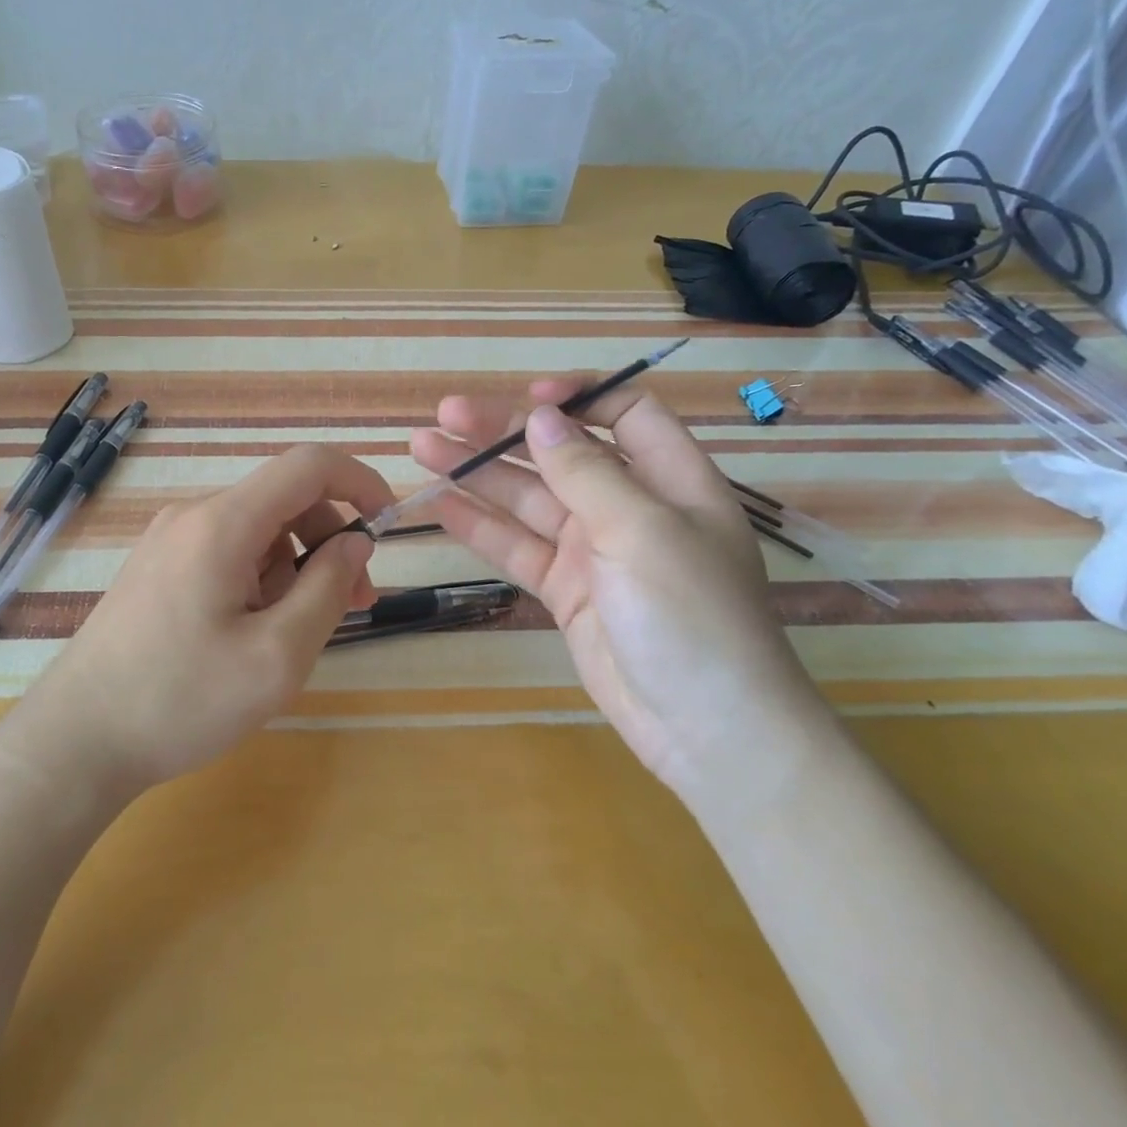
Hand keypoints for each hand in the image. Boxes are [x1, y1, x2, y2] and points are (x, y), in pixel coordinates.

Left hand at [33, 444, 389, 789]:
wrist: (75, 742)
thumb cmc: (181, 701)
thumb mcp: (277, 655)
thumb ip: (328, 588)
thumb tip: (356, 540)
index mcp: (222, 523)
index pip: (308, 465)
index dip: (360, 481)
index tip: (389, 525)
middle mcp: (193, 516)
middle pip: (284, 499)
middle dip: (331, 540)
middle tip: (357, 602)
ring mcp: (169, 541)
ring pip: (259, 530)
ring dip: (297, 566)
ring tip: (301, 631)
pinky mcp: (158, 569)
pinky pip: (229, 553)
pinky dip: (263, 578)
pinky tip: (257, 632)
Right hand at [411, 381, 831, 799]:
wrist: (704, 729)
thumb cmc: (690, 616)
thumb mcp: (642, 531)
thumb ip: (587, 472)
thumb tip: (541, 416)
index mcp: (671, 480)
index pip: (626, 414)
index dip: (578, 397)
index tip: (526, 398)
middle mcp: (630, 507)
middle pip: (561, 453)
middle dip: (504, 431)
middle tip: (444, 415)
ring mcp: (594, 551)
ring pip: (529, 500)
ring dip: (479, 474)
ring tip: (422, 448)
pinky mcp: (566, 591)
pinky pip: (518, 548)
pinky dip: (481, 527)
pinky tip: (440, 506)